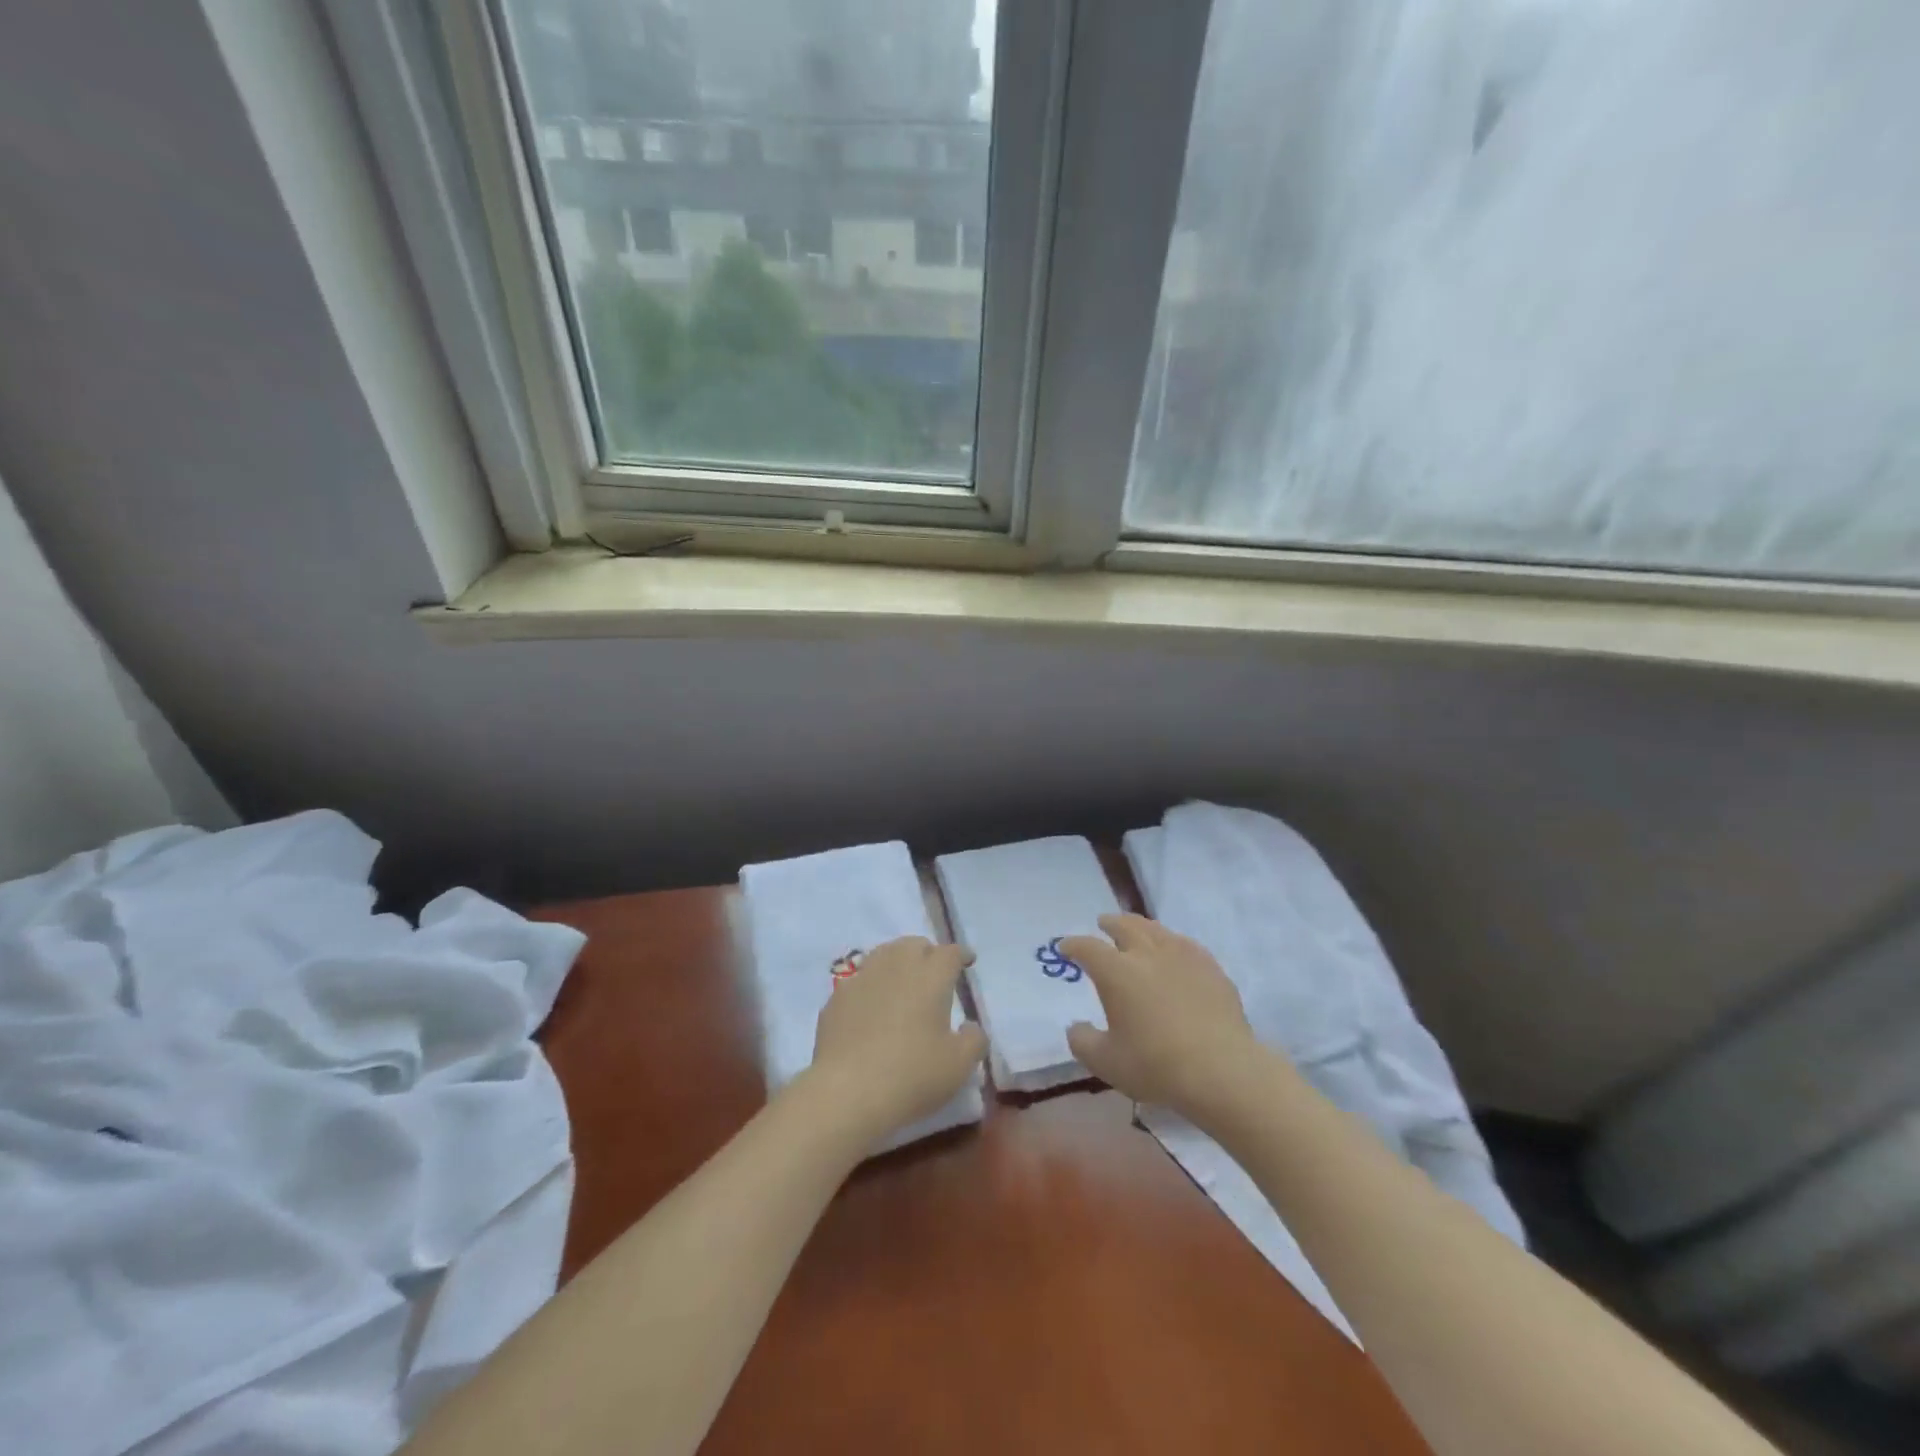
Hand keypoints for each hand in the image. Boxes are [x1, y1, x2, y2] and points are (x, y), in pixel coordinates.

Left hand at [805, 936, 986, 1145]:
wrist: (846, 1091)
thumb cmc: (911, 1075)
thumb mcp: (959, 1065)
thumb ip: (974, 1040)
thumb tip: (970, 1026)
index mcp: (931, 976)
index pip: (950, 953)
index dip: (960, 955)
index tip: (966, 961)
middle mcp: (896, 966)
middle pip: (914, 944)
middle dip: (928, 953)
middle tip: (933, 973)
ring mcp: (862, 978)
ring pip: (884, 954)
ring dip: (897, 962)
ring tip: (902, 982)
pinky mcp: (836, 997)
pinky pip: (859, 980)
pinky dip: (870, 986)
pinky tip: (871, 1006)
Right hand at [1060, 914, 1264, 1120]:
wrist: (1222, 1070)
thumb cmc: (1156, 1065)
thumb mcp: (1106, 1062)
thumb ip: (1083, 1041)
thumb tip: (1076, 1027)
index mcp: (1116, 972)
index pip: (1088, 948)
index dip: (1073, 945)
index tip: (1064, 947)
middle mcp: (1147, 954)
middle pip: (1125, 927)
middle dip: (1110, 923)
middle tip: (1103, 923)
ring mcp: (1183, 957)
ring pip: (1156, 930)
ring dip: (1140, 926)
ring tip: (1136, 929)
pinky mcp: (1211, 969)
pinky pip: (1186, 945)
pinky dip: (1172, 942)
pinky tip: (1175, 950)